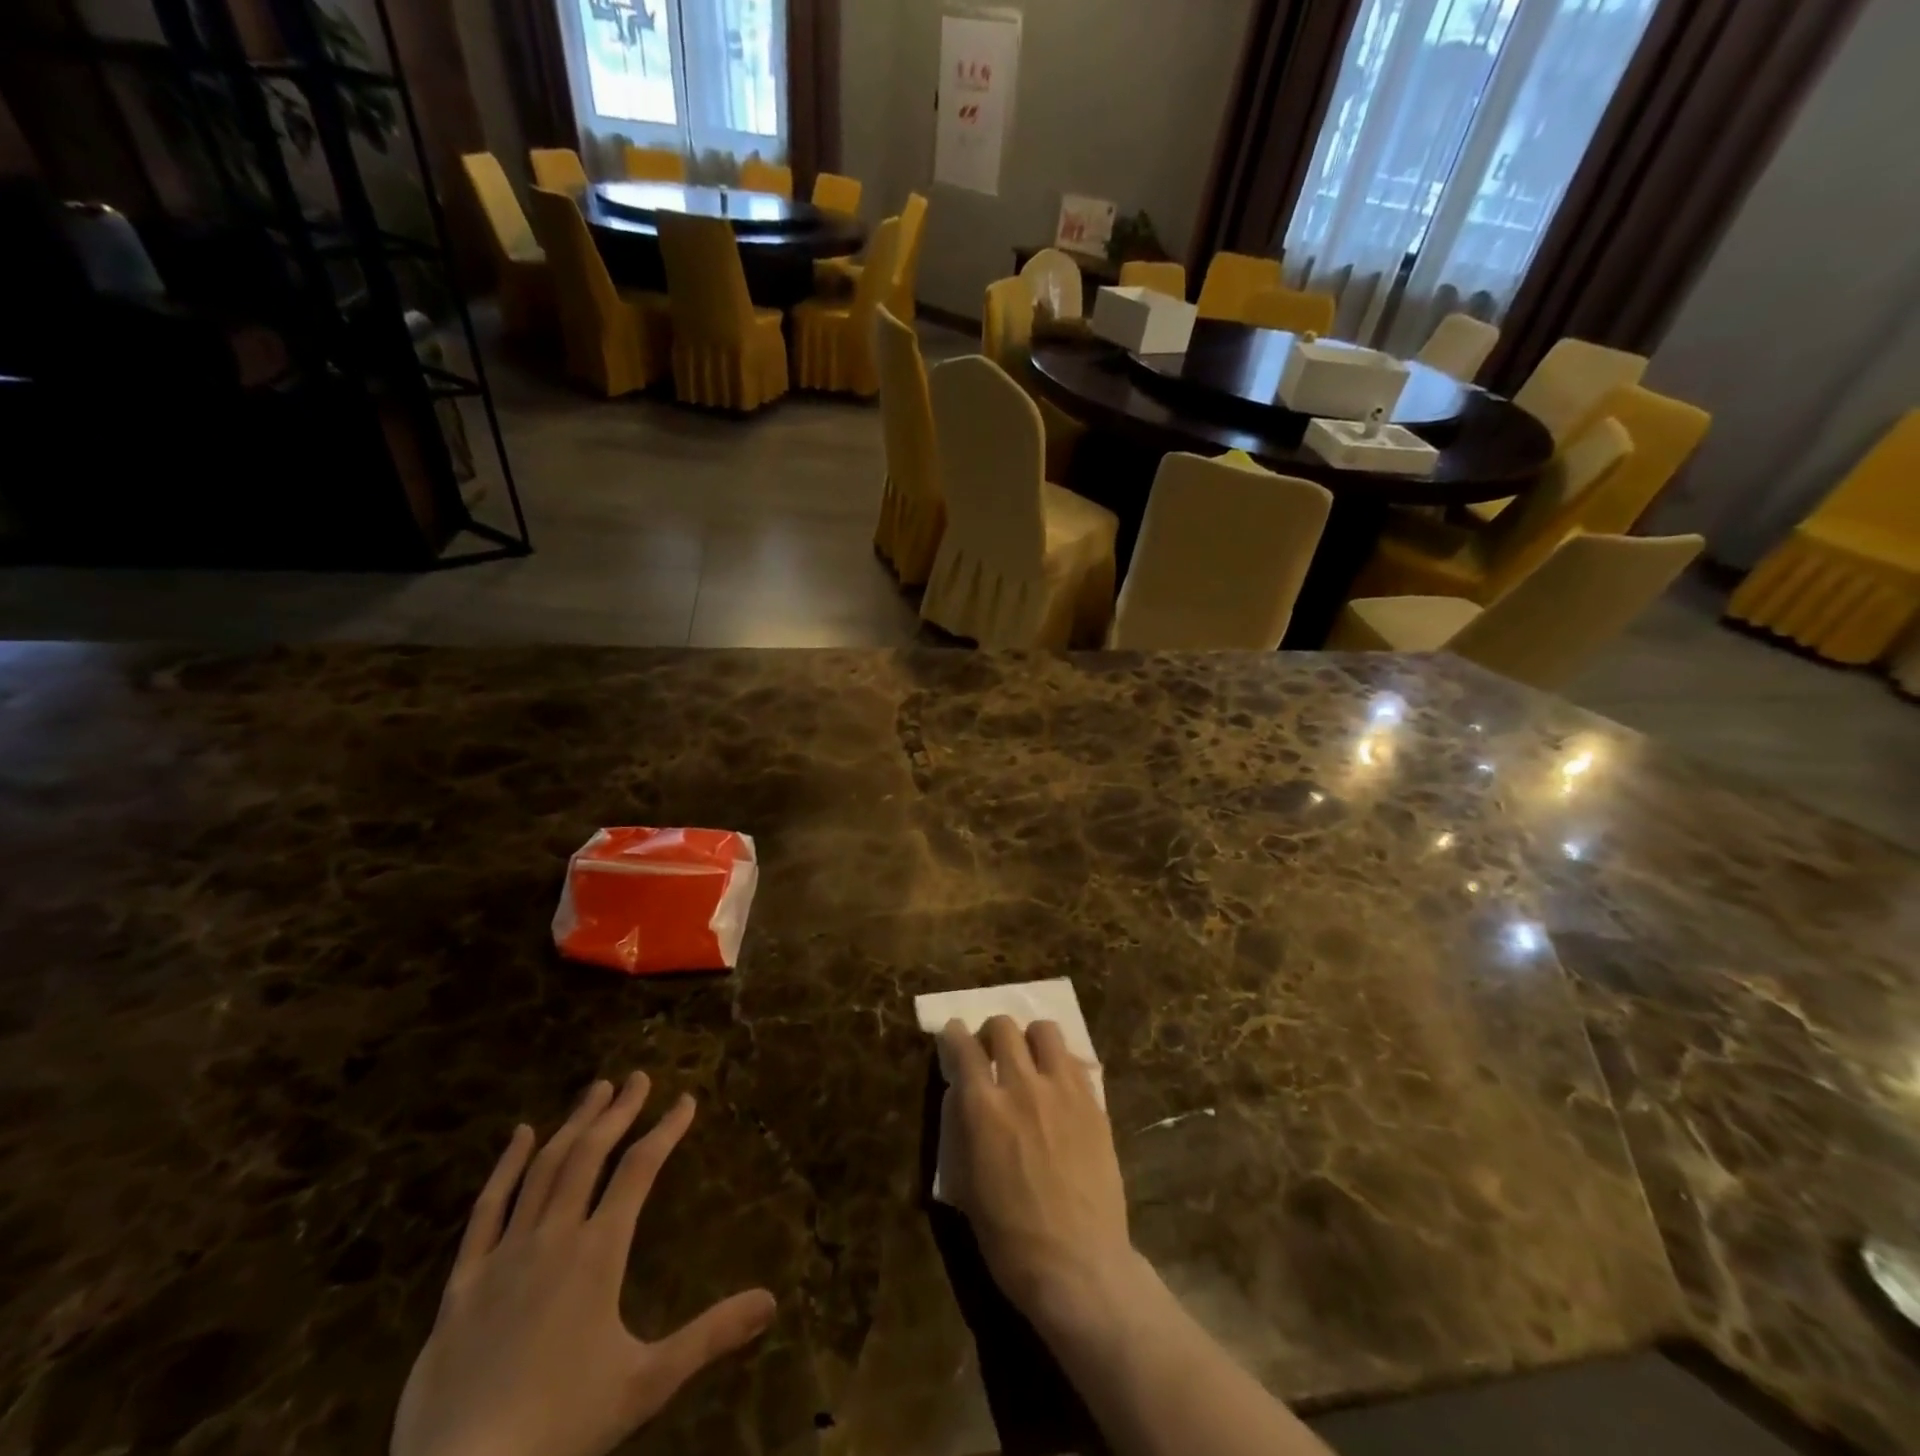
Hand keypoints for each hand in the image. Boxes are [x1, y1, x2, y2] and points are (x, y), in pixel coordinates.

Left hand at [391, 1073, 776, 1455]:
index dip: (666, 1129)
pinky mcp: (463, 1282)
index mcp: (598, 1252)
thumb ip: (710, 1336)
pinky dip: (506, 1167)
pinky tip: (519, 1135)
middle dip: (618, 1111)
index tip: (686, 1099)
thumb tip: (772, 1302)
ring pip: (543, 1169)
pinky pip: (487, 1210)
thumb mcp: (647, 1383)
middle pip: (589, 1155)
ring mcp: (504, 1255)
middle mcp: (554, 1237)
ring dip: (573, 1124)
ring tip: (595, 1090)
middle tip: (637, 1077)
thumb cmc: (561, 1427)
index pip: (640, 1169)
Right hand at [938, 1017, 1146, 1334]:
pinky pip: (1074, 1061)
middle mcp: (1022, 1086)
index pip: (962, 1046)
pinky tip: (1058, 1088)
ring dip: (1030, 1039)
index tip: (953, 1036)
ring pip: (1044, 1031)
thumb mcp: (966, 1186)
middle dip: (991, 1034)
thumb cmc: (1010, 1239)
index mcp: (983, 1108)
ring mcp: (1062, 1090)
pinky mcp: (1094, 1103)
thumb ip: (963, 1130)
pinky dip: (1059, 1064)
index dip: (953, 1035)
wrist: (1078, 1266)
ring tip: (1029, 1062)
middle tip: (991, 1054)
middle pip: (1003, 1027)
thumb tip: (963, 1097)